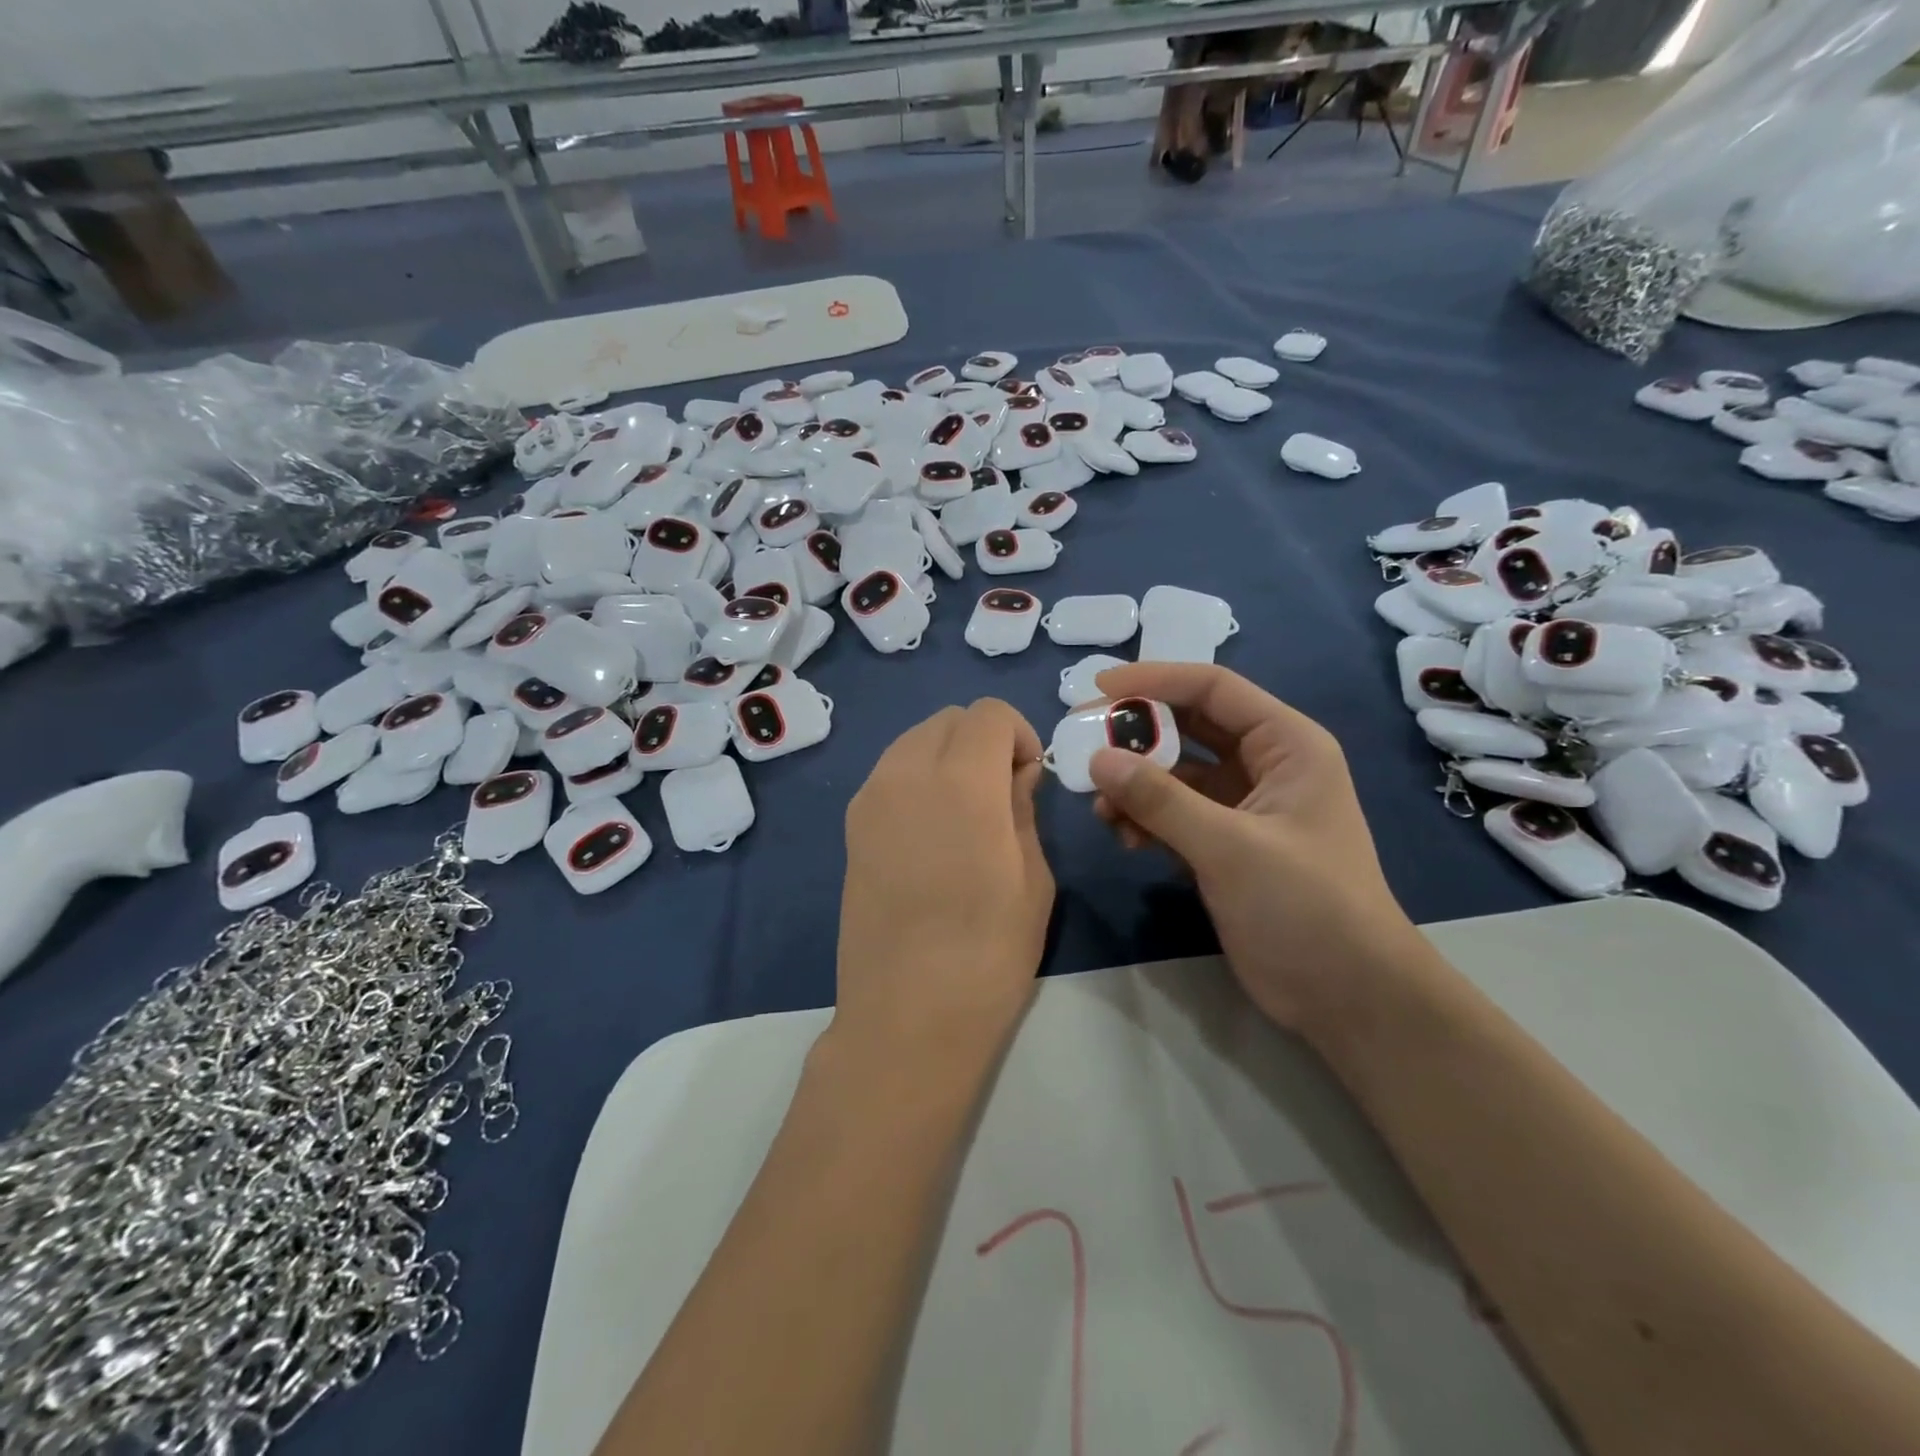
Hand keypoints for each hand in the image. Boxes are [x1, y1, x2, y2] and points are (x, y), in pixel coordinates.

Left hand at [834, 699, 1053, 1068]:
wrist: (906, 1015)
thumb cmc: (988, 953)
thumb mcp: (1032, 877)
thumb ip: (1022, 809)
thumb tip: (1016, 775)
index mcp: (961, 781)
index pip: (988, 713)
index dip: (1017, 734)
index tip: (1028, 777)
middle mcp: (906, 773)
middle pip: (948, 719)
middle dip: (982, 739)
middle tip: (1002, 792)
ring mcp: (870, 798)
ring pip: (913, 740)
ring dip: (947, 755)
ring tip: (966, 811)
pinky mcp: (851, 826)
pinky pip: (890, 773)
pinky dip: (917, 777)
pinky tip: (932, 831)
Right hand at [1087, 663, 1426, 1034]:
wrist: (1347, 996)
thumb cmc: (1305, 907)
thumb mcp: (1230, 847)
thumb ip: (1161, 800)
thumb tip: (1098, 759)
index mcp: (1287, 745)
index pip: (1213, 690)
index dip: (1155, 681)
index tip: (1098, 687)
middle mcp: (1265, 765)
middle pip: (1189, 728)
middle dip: (1136, 736)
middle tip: (1082, 743)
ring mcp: (1243, 807)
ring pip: (1176, 775)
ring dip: (1136, 785)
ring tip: (1100, 807)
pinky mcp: (1225, 845)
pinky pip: (1174, 814)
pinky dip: (1146, 819)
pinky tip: (1124, 837)